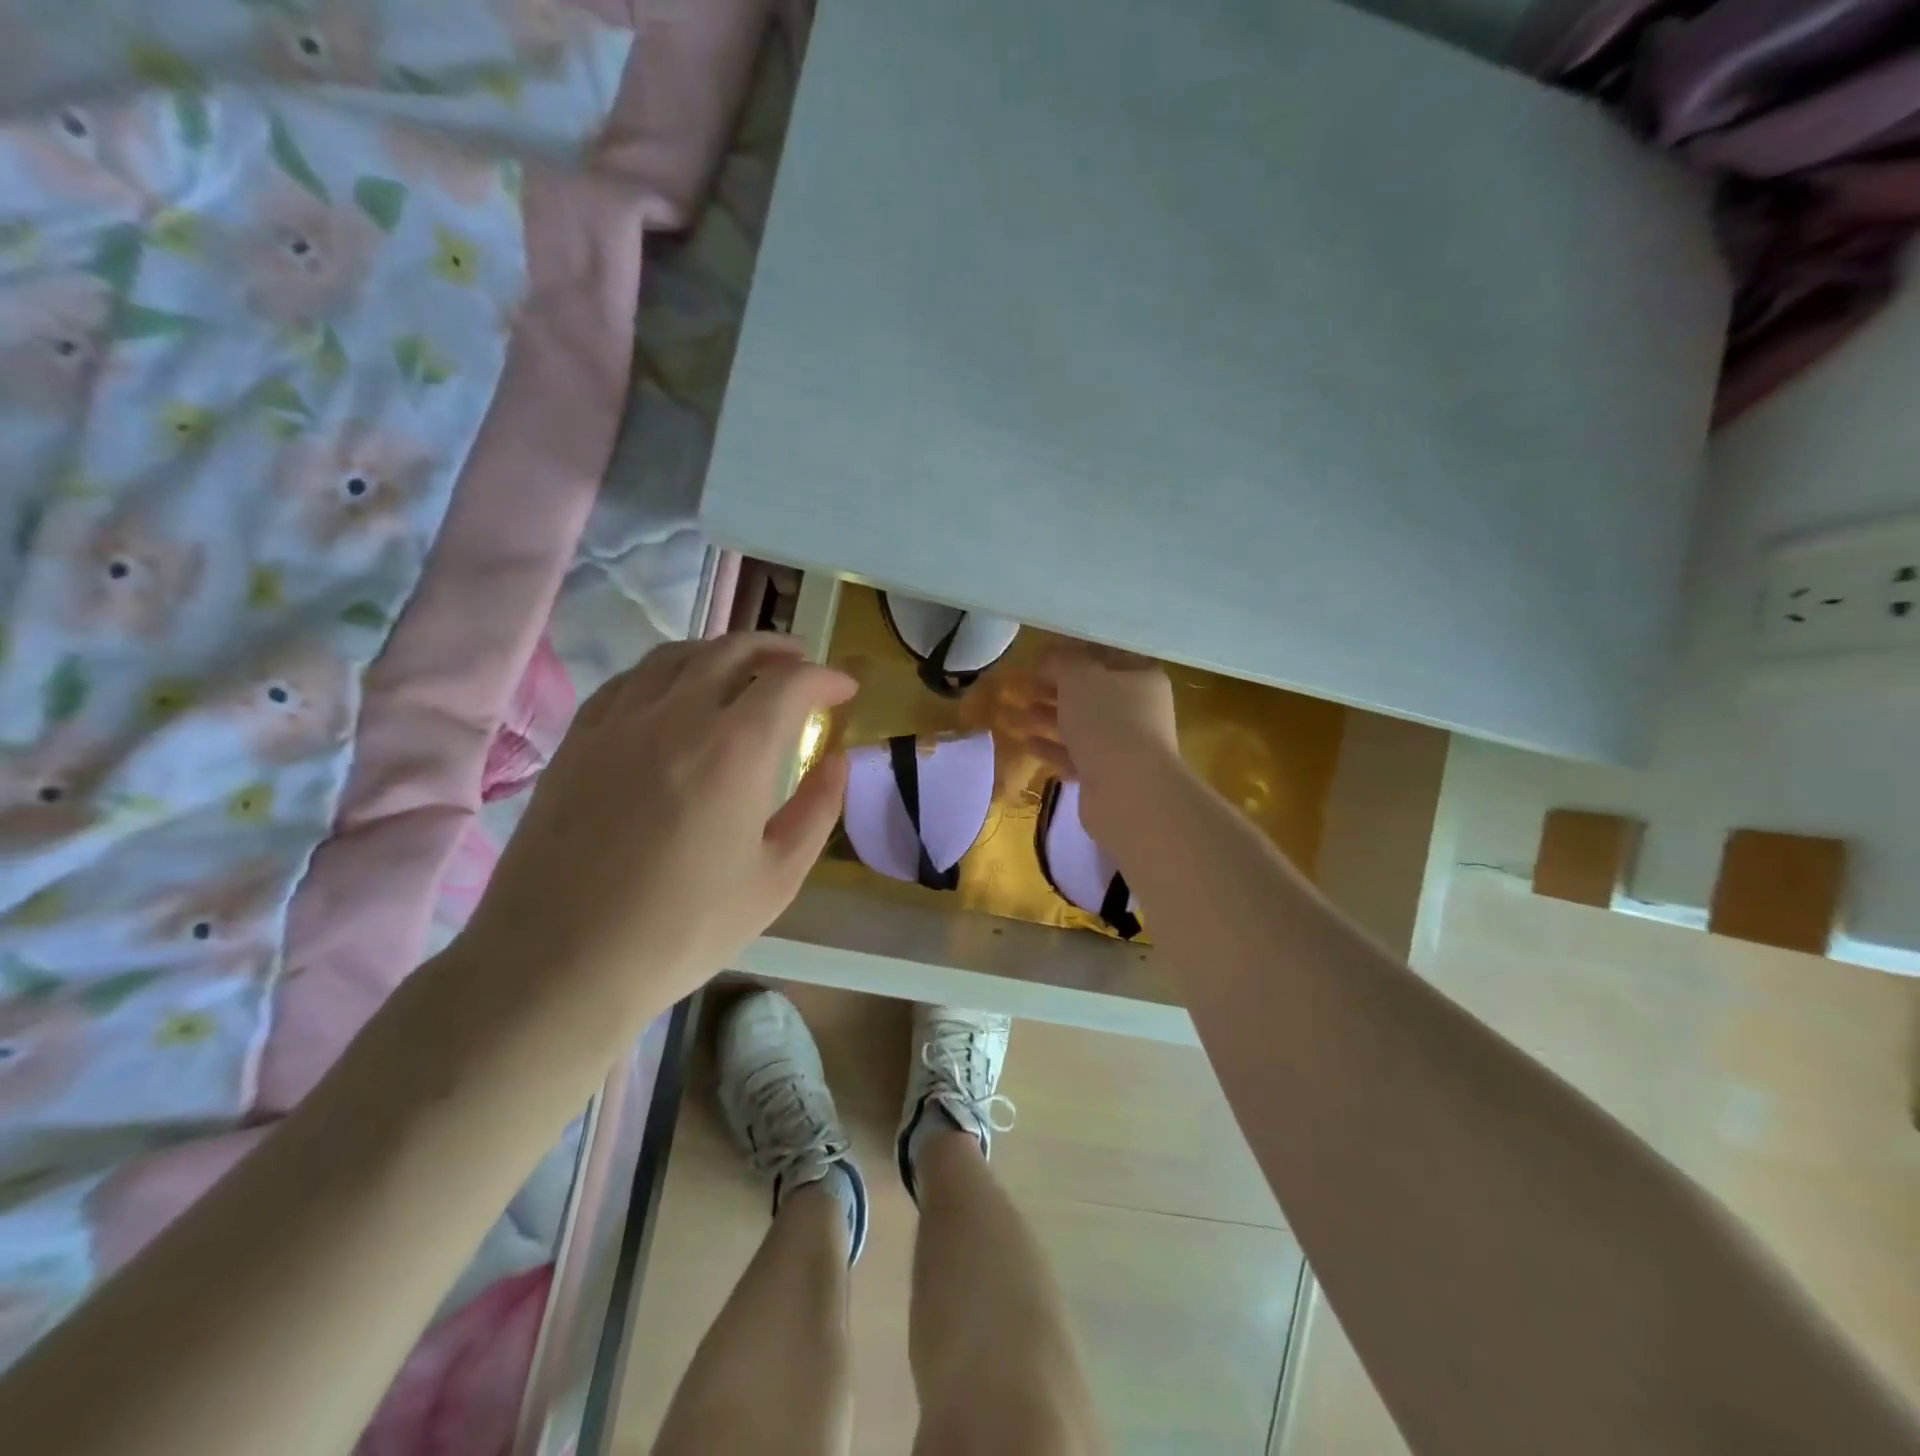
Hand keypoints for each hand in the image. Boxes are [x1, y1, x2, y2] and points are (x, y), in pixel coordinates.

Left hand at [459, 633, 855, 1037]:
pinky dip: (669, 670)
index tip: (845, 690)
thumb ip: (817, 809)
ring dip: (723, 650)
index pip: (790, 683)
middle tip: (803, 664)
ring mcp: (619, 722)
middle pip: (733, 651)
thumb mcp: (776, 879)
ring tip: (746, 667)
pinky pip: (631, 680)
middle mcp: (677, 715)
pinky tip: (675, 691)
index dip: (825, 678)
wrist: (560, 962)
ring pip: (678, 656)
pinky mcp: (579, 740)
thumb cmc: (683, 929)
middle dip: (779, 650)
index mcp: (734, 750)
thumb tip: (837, 760)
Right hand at [1021, 644, 1178, 830]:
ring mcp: (1124, 745)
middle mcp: (1138, 709)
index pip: (1106, 655)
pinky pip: (1075, 755)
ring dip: (1048, 717)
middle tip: (1021, 684)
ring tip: (1015, 712)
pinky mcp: (1107, 775)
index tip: (1040, 655)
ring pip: (1080, 724)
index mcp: (1141, 677)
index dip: (1073, 652)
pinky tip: (1026, 742)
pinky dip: (1052, 747)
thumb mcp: (1079, 677)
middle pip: (1091, 692)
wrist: (1128, 792)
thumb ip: (1061, 661)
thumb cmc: (1107, 720)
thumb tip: (1048, 657)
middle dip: (1054, 688)